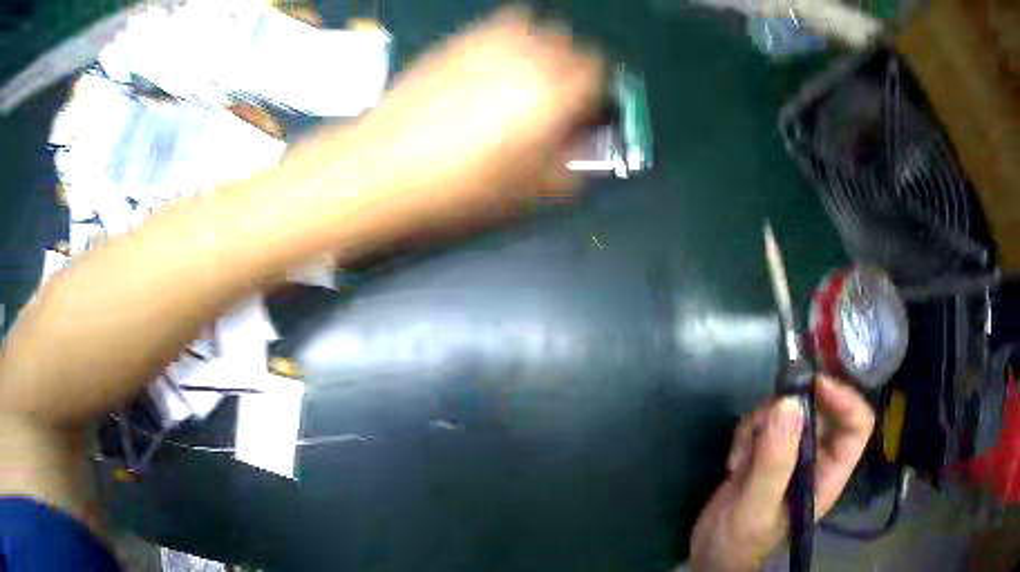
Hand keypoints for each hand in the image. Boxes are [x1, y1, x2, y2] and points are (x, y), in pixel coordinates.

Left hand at [288, 7, 605, 238]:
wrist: (384, 165)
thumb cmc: (459, 186)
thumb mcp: (528, 192)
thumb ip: (569, 167)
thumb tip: (579, 151)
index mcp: (554, 92)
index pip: (599, 73)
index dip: (596, 93)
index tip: (584, 112)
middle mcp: (529, 56)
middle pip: (572, 44)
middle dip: (571, 68)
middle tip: (554, 98)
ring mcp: (490, 41)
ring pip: (537, 26)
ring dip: (542, 48)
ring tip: (523, 77)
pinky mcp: (458, 39)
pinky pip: (499, 25)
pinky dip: (508, 38)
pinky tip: (491, 66)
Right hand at [690, 376, 874, 571]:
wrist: (709, 555)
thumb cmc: (741, 541)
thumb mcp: (758, 507)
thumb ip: (775, 462)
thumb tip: (788, 403)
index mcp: (829, 474)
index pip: (857, 425)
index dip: (845, 399)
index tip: (815, 384)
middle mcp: (815, 457)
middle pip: (821, 408)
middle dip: (792, 406)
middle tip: (766, 414)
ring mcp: (789, 452)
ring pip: (788, 410)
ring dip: (761, 423)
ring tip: (741, 455)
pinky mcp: (765, 450)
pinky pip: (763, 421)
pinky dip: (745, 433)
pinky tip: (733, 462)